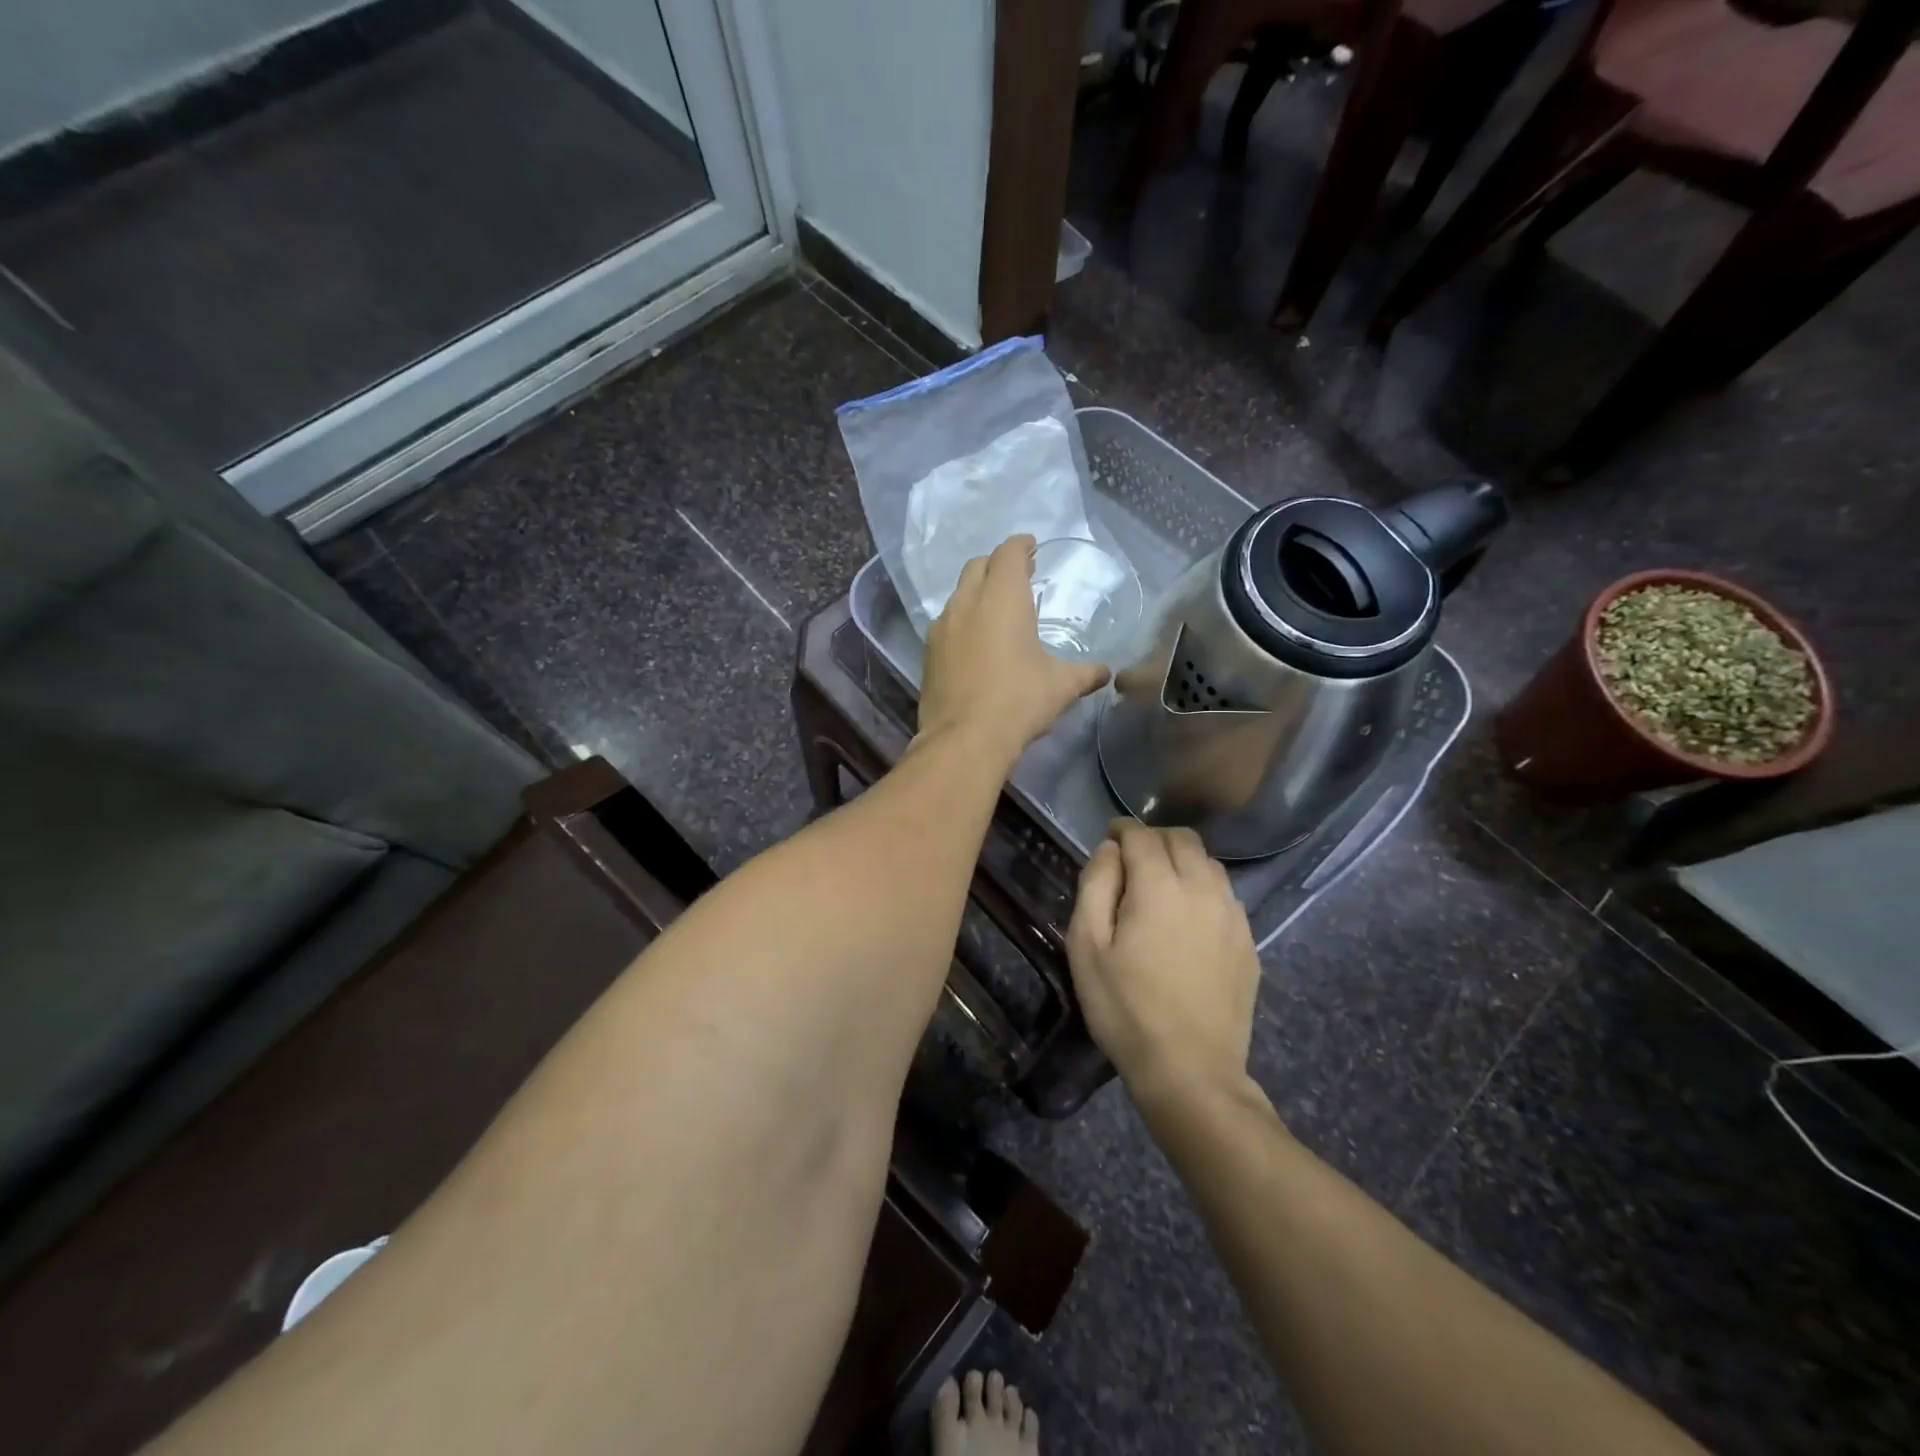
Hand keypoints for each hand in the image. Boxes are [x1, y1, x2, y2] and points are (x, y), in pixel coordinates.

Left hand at [918, 535, 1109, 760]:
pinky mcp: (928, 653)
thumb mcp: (1061, 686)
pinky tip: (975, 641)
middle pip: (978, 566)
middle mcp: (967, 603)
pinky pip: (946, 623)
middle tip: (1018, 576)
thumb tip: (1106, 673)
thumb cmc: (1018, 701)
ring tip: (996, 609)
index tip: (1031, 547)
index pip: (1008, 554)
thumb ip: (1085, 673)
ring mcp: (942, 627)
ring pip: (958, 594)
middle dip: (997, 564)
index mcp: (1002, 598)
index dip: (1021, 546)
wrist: (964, 739)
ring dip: (977, 592)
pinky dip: (962, 620)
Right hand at [1066, 819, 1261, 1099]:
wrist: (1190, 1071)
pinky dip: (1203, 888)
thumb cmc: (1125, 1009)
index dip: (1122, 828)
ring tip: (1160, 885)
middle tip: (1132, 858)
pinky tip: (1188, 917)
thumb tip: (1110, 850)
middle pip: (1182, 839)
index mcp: (1160, 887)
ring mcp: (1233, 915)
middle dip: (1154, 838)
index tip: (1109, 836)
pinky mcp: (1248, 941)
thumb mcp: (1087, 947)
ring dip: (1182, 860)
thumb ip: (1095, 886)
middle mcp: (1203, 889)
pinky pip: (1226, 894)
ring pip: (1209, 863)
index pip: (1142, 835)